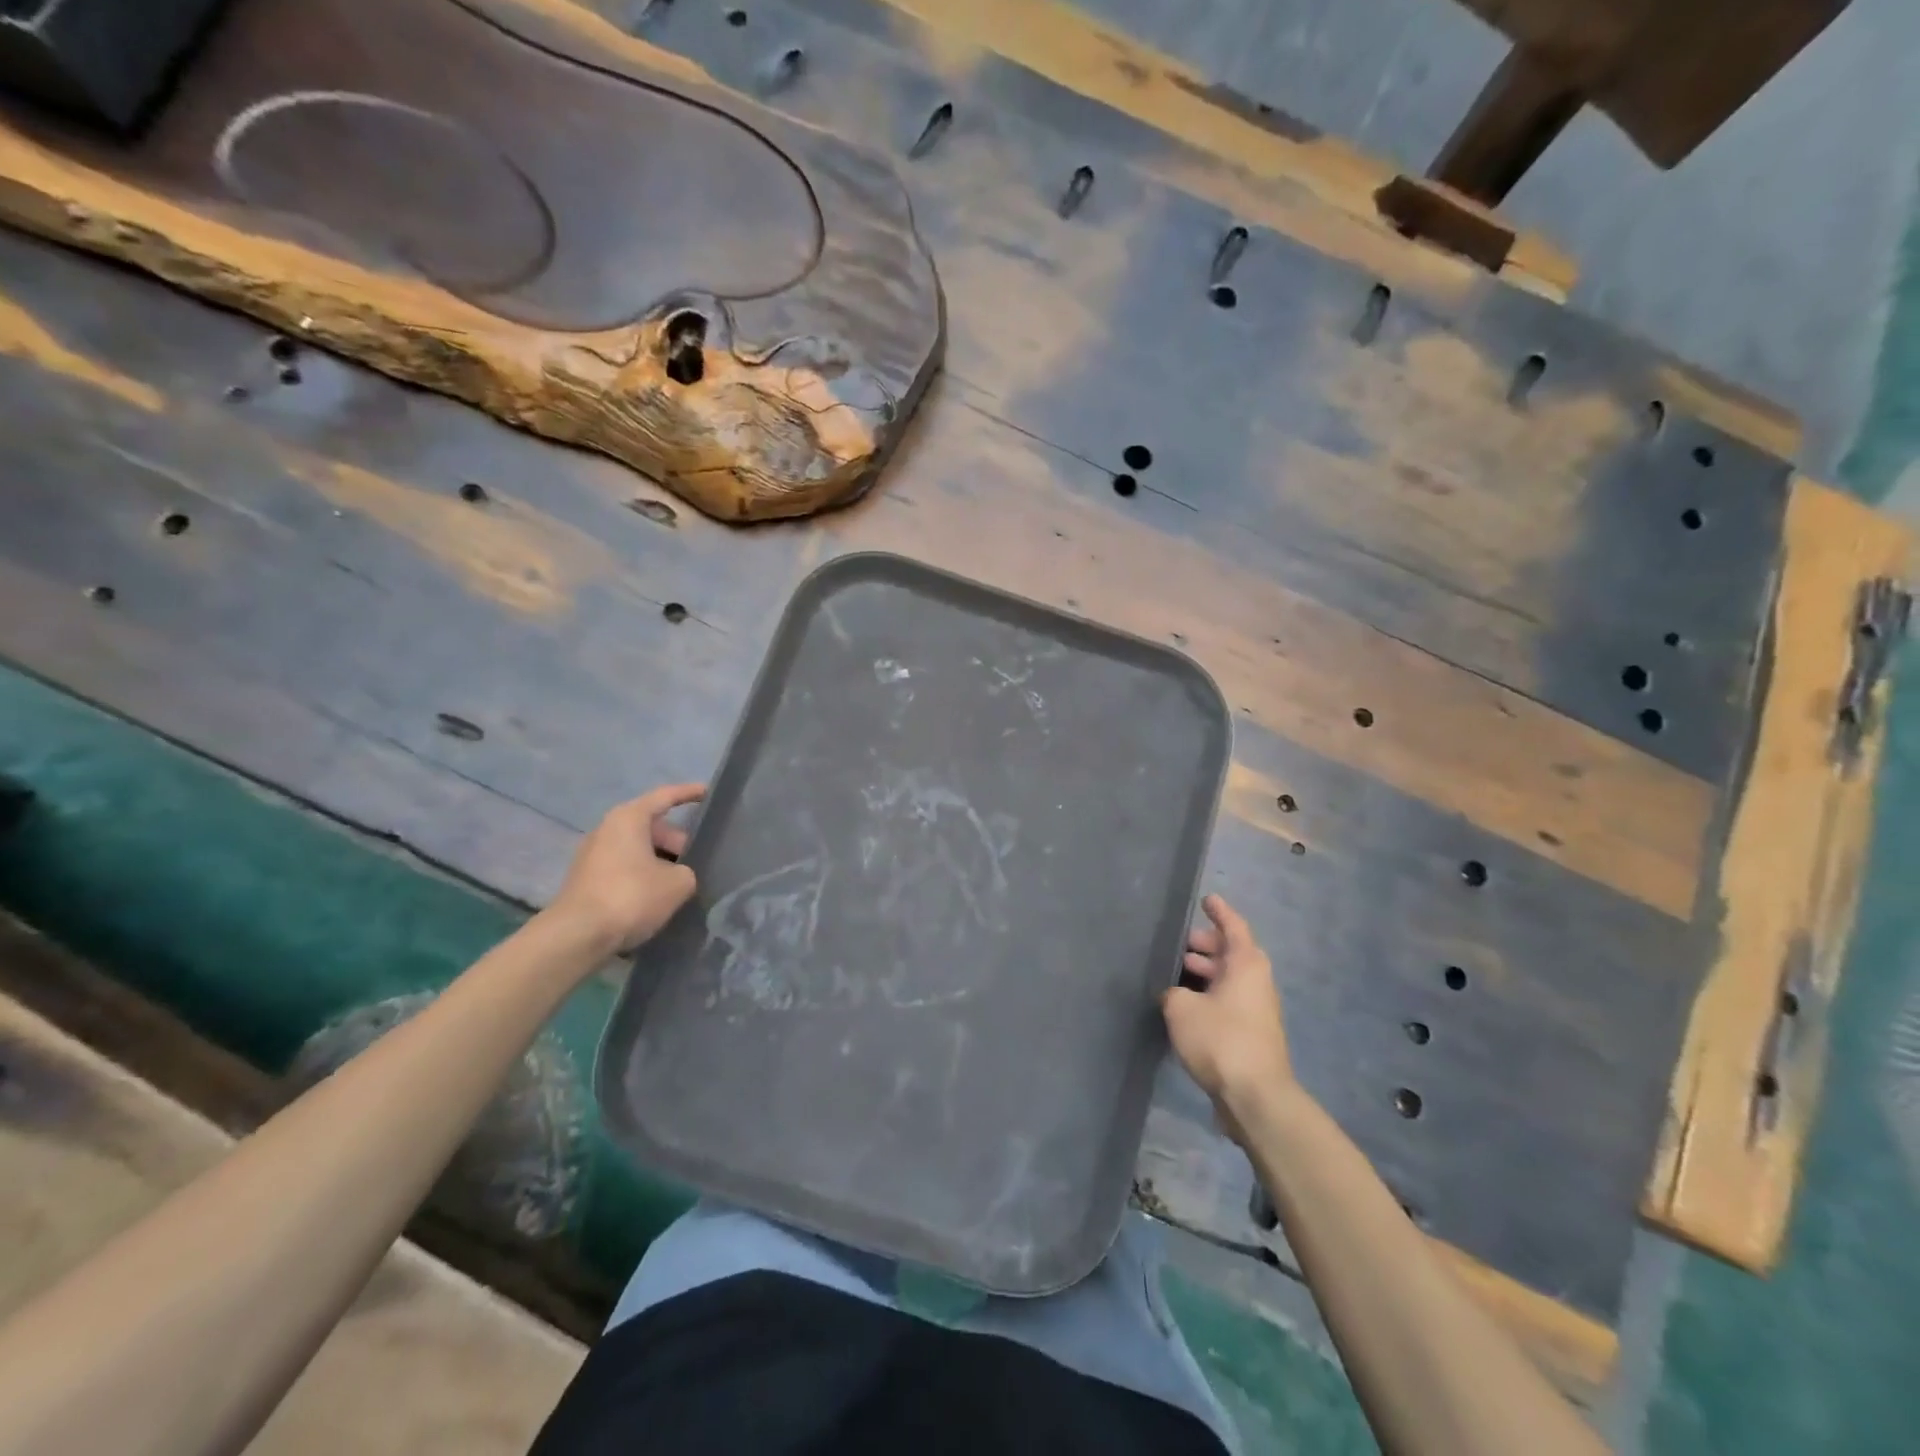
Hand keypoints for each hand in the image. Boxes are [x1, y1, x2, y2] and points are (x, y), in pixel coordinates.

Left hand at [549, 784, 705, 953]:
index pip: (665, 796)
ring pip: (638, 849)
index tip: (709, 792)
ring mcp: (593, 855)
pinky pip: (624, 868)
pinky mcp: (587, 880)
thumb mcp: (678, 883)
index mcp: (629, 818)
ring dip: (661, 861)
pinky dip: (643, 876)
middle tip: (699, 860)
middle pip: (652, 826)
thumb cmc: (631, 896)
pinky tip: (658, 897)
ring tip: (683, 881)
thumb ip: (688, 871)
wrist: (577, 936)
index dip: (689, 793)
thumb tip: (681, 875)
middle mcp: (607, 829)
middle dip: (677, 840)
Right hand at [1162, 894, 1292, 1143]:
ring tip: (1175, 974)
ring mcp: (1256, 1010)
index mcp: (1246, 965)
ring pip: (1229, 979)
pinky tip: (1184, 1006)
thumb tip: (1174, 995)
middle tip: (1180, 944)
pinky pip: (1228, 1002)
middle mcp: (1256, 982)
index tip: (1206, 899)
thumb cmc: (1220, 1039)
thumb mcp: (1182, 1008)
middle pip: (1231, 953)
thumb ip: (1172, 992)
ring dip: (1205, 973)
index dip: (1219, 912)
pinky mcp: (1251, 1035)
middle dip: (1206, 945)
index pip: (1234, 927)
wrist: (1255, 1097)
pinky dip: (1209, 996)